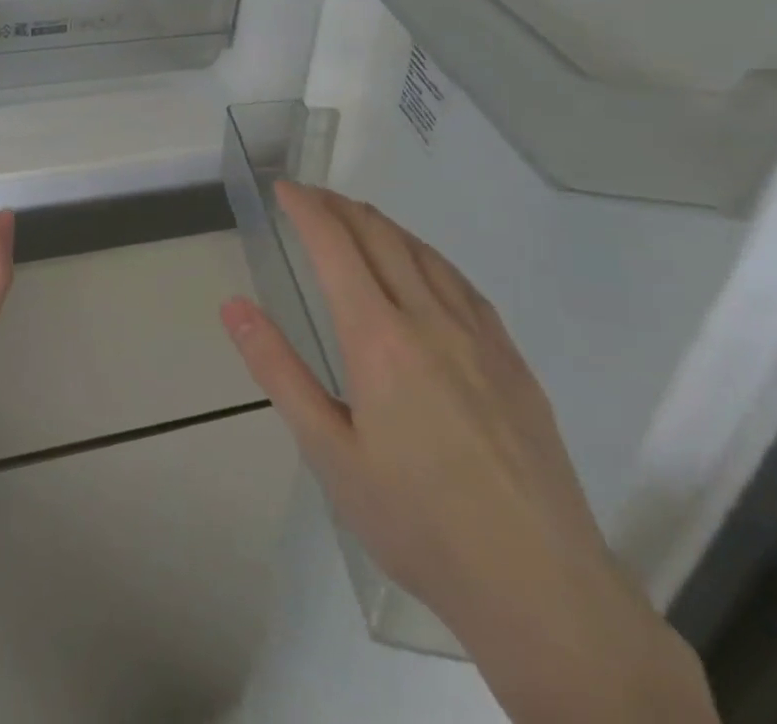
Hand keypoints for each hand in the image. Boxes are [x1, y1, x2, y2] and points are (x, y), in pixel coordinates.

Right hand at [221, 183, 715, 723]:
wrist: (542, 588)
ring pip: (424, 253)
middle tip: (310, 195)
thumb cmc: (417, 521)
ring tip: (357, 217)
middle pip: (380, 236)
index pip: (335, 246)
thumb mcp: (328, 452)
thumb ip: (278, 370)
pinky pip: (462, 284)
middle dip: (339, 206)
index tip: (284, 187)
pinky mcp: (512, 360)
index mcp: (379, 338)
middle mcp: (430, 320)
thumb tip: (234, 306)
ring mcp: (479, 337)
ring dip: (383, 224)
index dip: (306, 208)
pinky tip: (424, 266)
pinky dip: (427, 255)